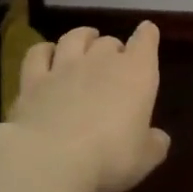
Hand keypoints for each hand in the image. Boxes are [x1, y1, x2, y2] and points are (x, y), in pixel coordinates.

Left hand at [8, 22, 169, 191]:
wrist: (51, 158)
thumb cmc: (110, 157)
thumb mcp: (144, 158)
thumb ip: (154, 144)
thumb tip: (159, 138)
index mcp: (136, 73)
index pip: (146, 41)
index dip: (147, 35)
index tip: (147, 32)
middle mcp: (101, 61)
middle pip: (109, 42)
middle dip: (113, 48)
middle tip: (114, 62)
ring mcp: (65, 67)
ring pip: (74, 38)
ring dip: (82, 38)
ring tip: (84, 42)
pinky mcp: (33, 79)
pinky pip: (38, 53)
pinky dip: (45, 50)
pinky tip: (46, 55)